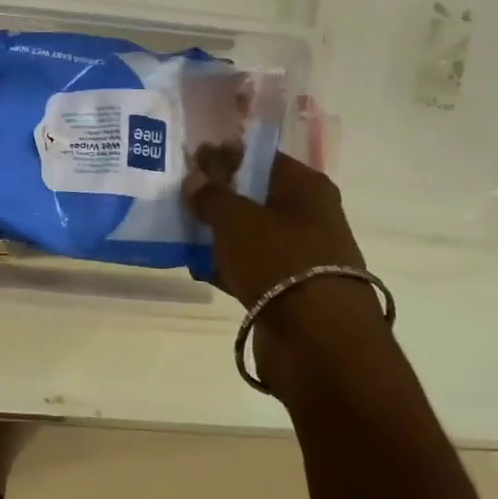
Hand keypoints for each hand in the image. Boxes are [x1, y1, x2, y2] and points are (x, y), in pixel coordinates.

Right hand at [188, 155, 383, 390]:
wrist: (319, 343)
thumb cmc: (279, 262)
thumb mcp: (236, 219)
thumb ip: (211, 195)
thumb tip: (195, 179)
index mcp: (306, 187)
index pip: (261, 158)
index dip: (225, 155)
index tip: (190, 159)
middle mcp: (309, 216)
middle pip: (255, 196)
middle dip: (218, 196)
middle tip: (178, 194)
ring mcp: (300, 256)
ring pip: (250, 234)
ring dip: (218, 233)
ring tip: (178, 229)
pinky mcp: (289, 291)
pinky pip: (250, 268)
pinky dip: (225, 266)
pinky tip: (194, 266)